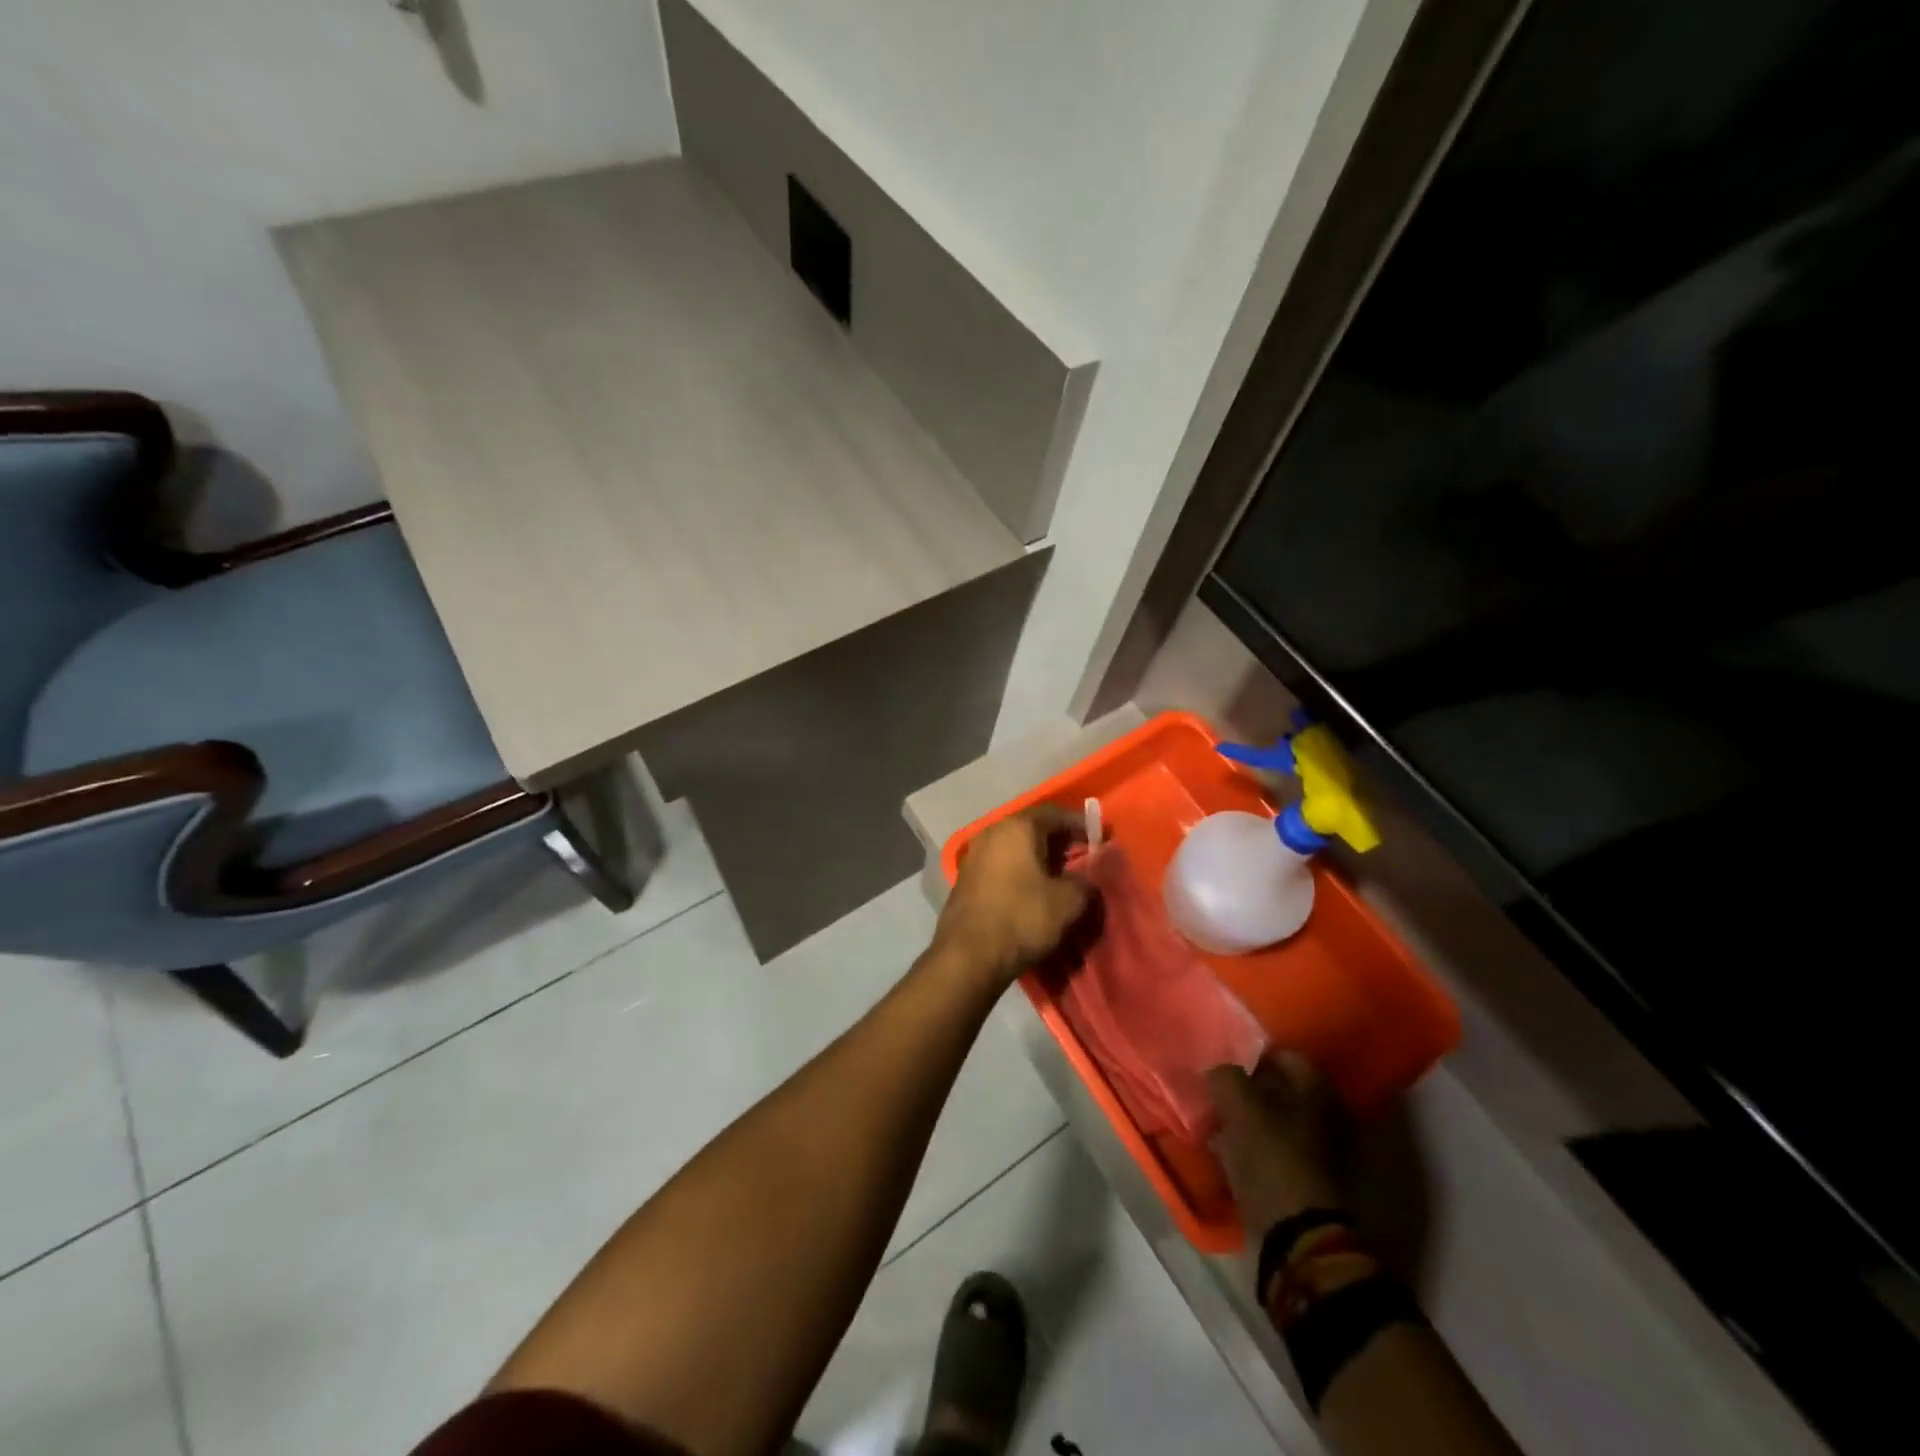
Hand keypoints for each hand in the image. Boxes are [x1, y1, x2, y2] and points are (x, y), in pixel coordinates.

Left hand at [933, 806, 1090, 988]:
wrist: (968, 956)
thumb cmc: (1022, 919)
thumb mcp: (1068, 902)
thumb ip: (1084, 883)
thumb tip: (1085, 880)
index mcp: (1017, 828)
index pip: (1055, 814)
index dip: (1080, 824)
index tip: (1100, 837)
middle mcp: (992, 832)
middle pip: (1032, 828)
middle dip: (1058, 840)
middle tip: (1081, 856)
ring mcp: (974, 855)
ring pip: (1014, 847)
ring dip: (1037, 857)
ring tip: (1059, 875)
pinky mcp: (966, 878)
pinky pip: (1000, 865)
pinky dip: (1019, 871)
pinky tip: (1032, 890)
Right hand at [1208, 1052, 1349, 1234]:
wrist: (1297, 1236)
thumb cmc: (1271, 1158)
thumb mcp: (1239, 1106)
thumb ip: (1224, 1076)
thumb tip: (1216, 1071)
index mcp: (1316, 1089)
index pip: (1282, 1054)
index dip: (1250, 1055)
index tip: (1223, 1063)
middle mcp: (1325, 1114)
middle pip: (1278, 1089)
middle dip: (1247, 1088)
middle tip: (1216, 1091)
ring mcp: (1318, 1150)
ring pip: (1273, 1120)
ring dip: (1247, 1119)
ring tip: (1215, 1121)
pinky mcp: (1304, 1179)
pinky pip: (1272, 1149)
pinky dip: (1252, 1147)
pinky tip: (1227, 1150)